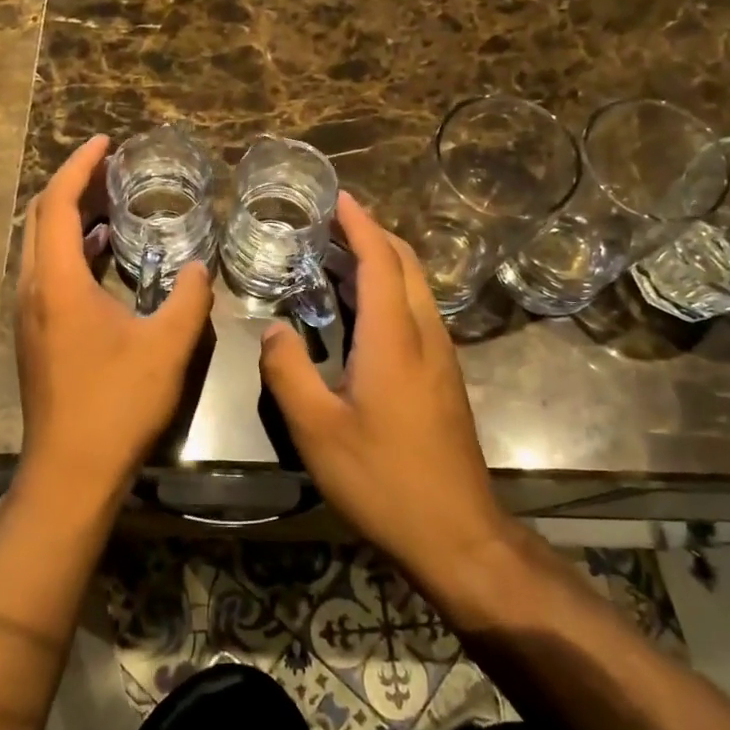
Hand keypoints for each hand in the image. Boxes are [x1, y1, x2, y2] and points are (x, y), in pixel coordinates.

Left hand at [15, 135, 213, 515]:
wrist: (71, 470)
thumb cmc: (117, 403)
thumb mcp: (168, 346)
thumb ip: (190, 298)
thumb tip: (201, 267)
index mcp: (58, 281)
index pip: (60, 203)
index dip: (81, 166)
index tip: (106, 142)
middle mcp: (33, 289)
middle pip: (41, 217)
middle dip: (74, 184)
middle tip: (111, 167)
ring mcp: (29, 313)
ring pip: (41, 245)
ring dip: (71, 216)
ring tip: (112, 201)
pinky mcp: (35, 334)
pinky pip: (47, 271)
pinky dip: (72, 249)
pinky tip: (105, 254)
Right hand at [259, 192, 514, 585]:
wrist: (456, 533)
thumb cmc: (382, 479)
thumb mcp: (317, 430)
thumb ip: (288, 372)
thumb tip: (273, 329)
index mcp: (394, 338)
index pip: (380, 260)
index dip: (359, 224)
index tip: (338, 197)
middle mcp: (424, 335)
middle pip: (406, 265)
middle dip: (373, 234)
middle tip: (333, 222)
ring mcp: (441, 357)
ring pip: (416, 289)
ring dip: (383, 262)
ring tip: (340, 256)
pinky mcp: (443, 378)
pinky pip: (417, 313)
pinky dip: (390, 291)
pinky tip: (363, 312)